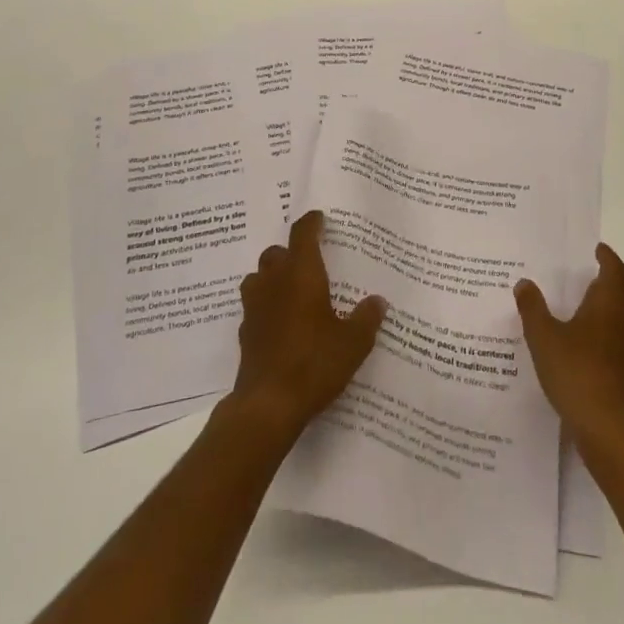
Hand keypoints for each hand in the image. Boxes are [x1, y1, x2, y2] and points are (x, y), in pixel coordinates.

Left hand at [227, 210, 385, 438]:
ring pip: (259, 277)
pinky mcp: (245, 333)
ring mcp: (255, 307)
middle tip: (309, 262)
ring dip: (272, 277)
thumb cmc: (314, 363)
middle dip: (291, 253)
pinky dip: (266, 307)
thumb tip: (378, 301)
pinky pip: (254, 307)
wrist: (268, 404)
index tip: (319, 218)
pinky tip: (280, 324)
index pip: (302, 234)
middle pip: (276, 253)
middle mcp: (274, 282)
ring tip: (291, 291)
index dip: (311, 222)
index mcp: (302, 274)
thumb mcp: (353, 342)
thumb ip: (366, 318)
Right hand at [515, 243, 623, 453]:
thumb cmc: (577, 372)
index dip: (608, 257)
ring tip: (596, 319)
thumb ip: (533, 309)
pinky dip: (620, 343)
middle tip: (600, 286)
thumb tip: (524, 283)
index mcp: (611, 304)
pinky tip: (597, 353)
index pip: (615, 270)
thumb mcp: (543, 337)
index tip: (598, 250)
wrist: (609, 431)